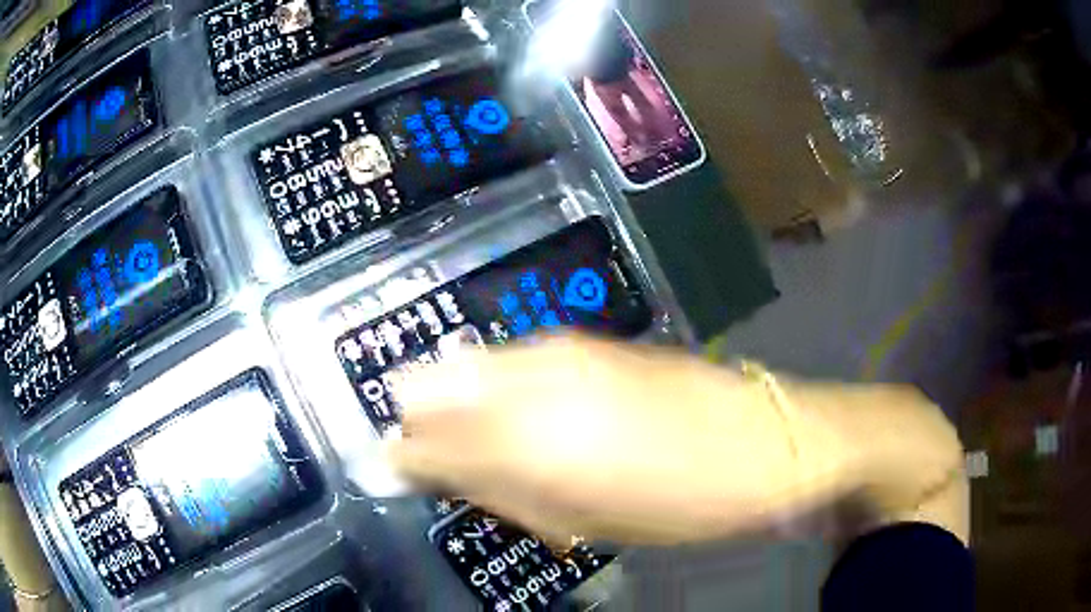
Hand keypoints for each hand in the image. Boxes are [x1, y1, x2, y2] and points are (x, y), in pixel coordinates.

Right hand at [388, 335, 834, 545]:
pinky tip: (542, 423)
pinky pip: (511, 363)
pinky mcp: (583, 342)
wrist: (758, 443)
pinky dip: (503, 394)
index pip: (419, 435)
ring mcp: (556, 351)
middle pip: (427, 384)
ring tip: (510, 449)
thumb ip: (495, 490)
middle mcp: (527, 377)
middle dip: (426, 424)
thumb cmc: (673, 501)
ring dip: (466, 409)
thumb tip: (426, 474)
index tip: (393, 470)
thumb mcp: (579, 516)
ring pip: (466, 368)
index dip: (400, 454)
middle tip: (461, 465)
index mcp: (524, 437)